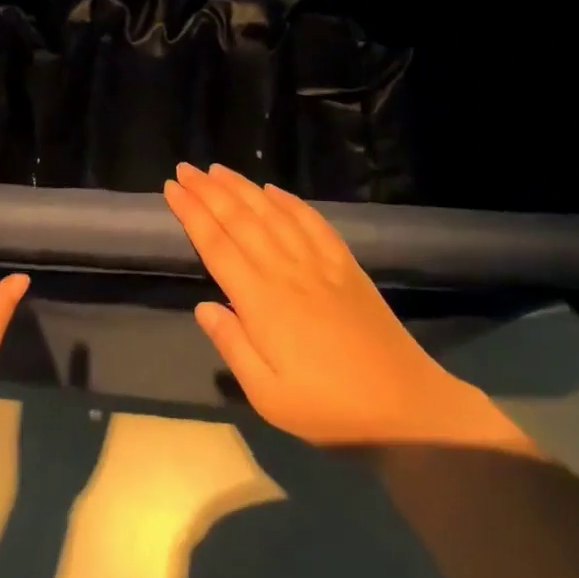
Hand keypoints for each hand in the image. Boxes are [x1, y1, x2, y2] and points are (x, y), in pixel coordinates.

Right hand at [164, 163, 534, 452]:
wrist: (405, 408)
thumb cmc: (329, 410)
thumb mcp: (268, 396)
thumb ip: (233, 346)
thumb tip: (203, 306)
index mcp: (261, 301)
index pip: (217, 245)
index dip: (192, 214)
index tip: (172, 188)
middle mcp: (286, 270)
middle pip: (240, 220)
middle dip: (209, 191)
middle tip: (186, 168)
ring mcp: (318, 263)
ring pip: (272, 213)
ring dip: (243, 187)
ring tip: (218, 169)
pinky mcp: (345, 264)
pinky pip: (312, 221)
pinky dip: (290, 201)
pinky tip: (274, 189)